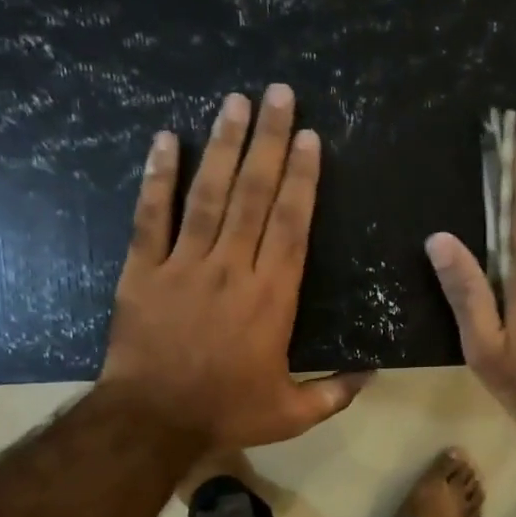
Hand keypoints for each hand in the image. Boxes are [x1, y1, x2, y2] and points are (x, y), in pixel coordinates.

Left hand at [101, 85, 368, 447]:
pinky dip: (157, 178)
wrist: (152, 422)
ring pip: (206, 195)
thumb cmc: (225, 413)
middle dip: (269, 142)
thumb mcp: (292, 414)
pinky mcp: (142, 270)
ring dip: (222, 145)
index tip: (309, 138)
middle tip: (278, 94)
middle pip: (252, 195)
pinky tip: (164, 140)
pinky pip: (150, 216)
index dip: (302, 180)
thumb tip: (374, 373)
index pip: (290, 225)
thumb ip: (335, 392)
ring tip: (234, 101)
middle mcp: (231, 269)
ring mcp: (183, 265)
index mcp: (271, 298)